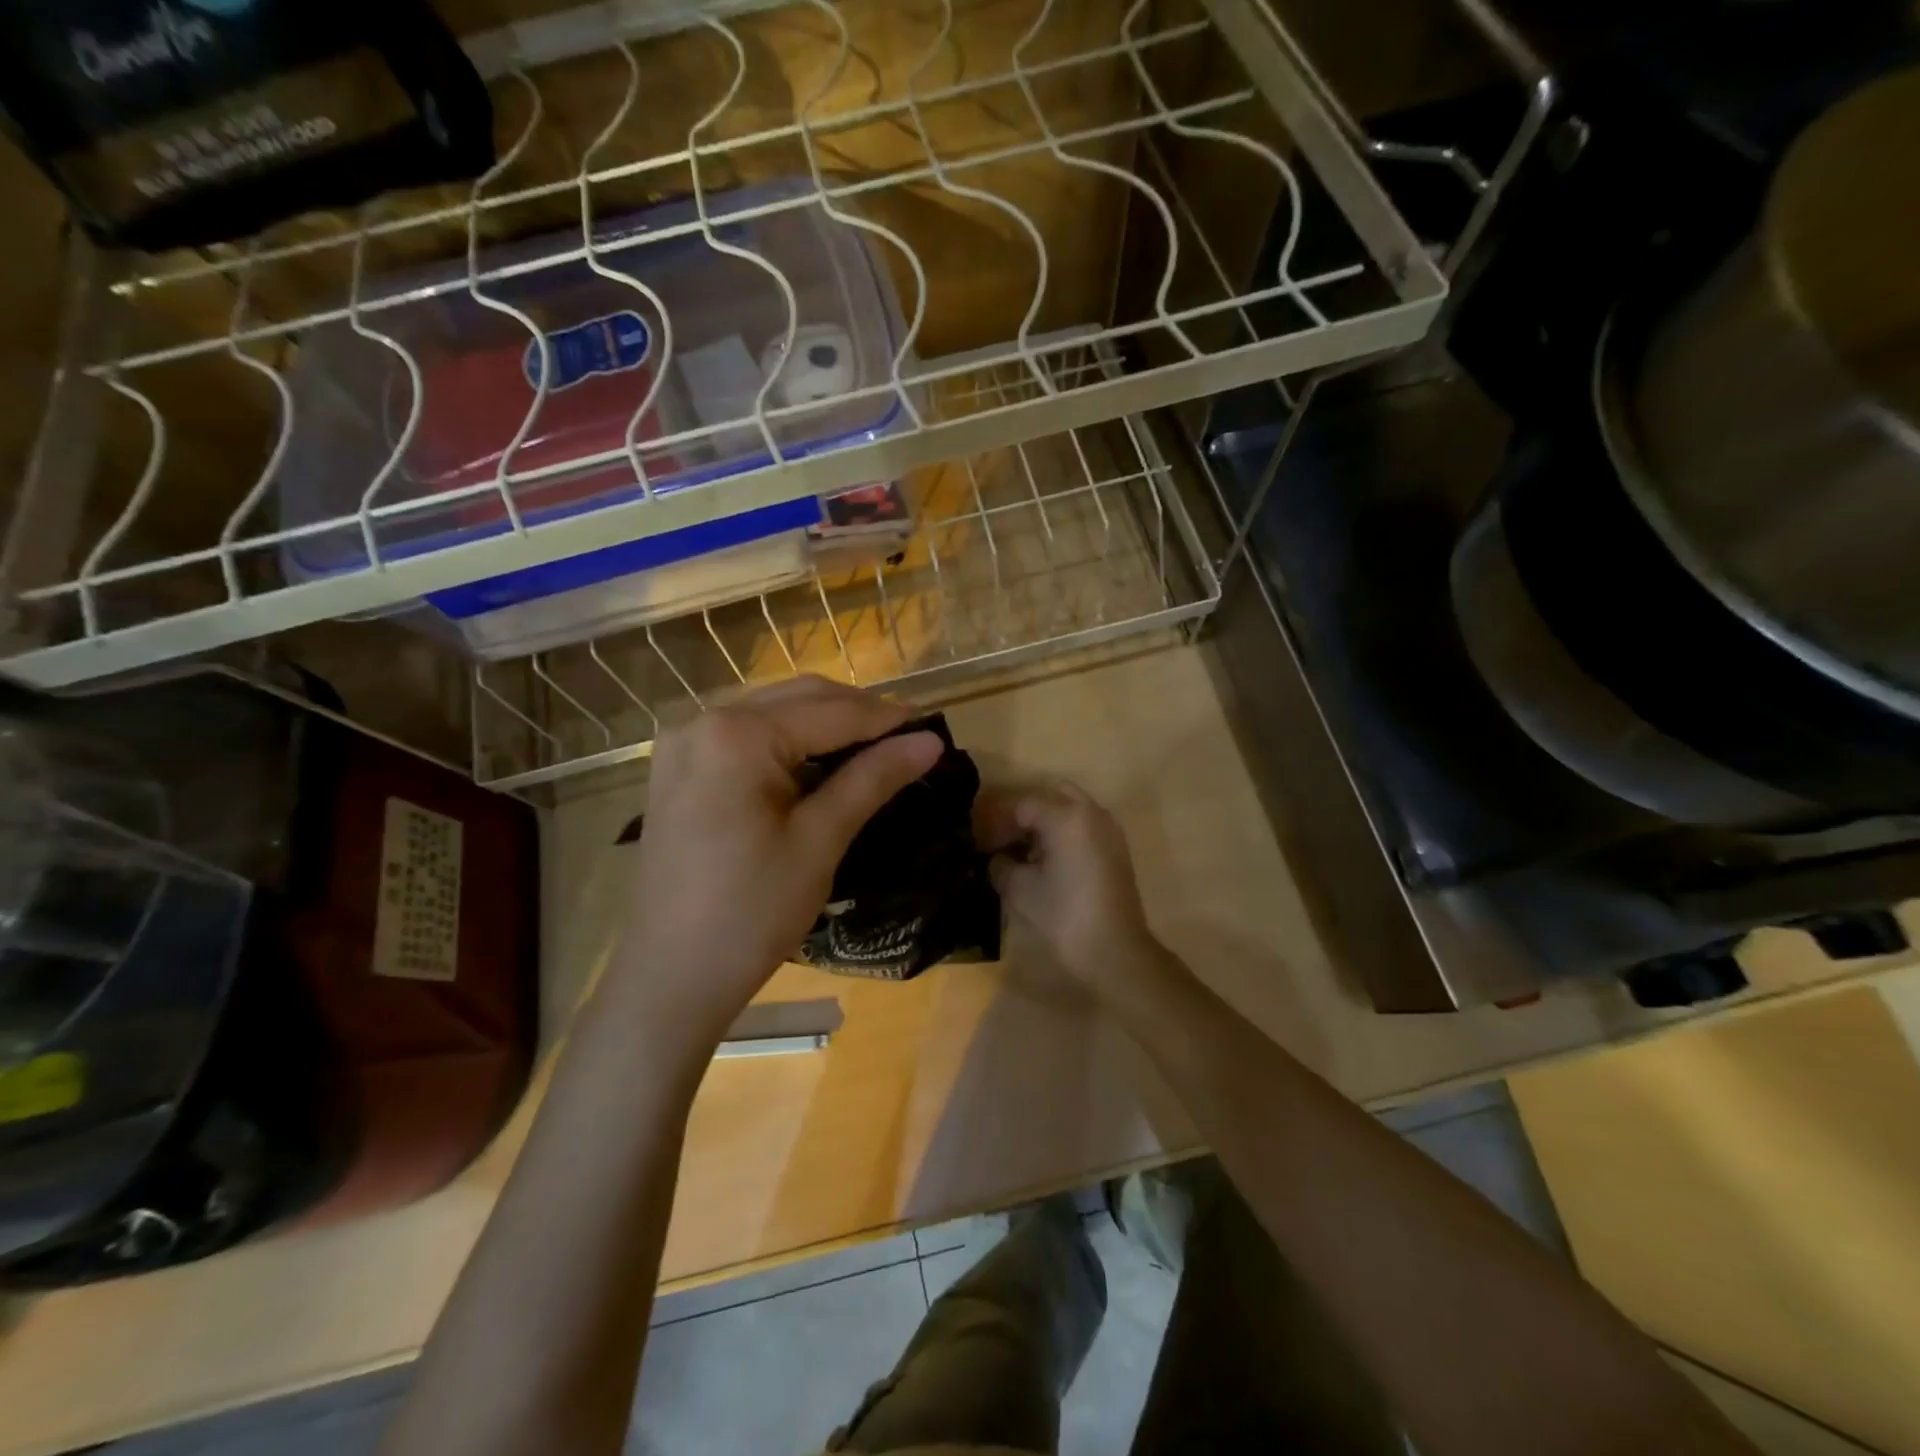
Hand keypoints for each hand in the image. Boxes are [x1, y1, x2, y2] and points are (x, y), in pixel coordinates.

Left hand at [613, 678, 942, 1044]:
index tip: (933, 726)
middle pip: (798, 699)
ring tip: (875, 749)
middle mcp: (702, 720)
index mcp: (736, 734)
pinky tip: (821, 764)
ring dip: (824, 724)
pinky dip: (789, 742)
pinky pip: (746, 736)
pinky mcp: (679, 769)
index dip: (886, 718)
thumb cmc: (751, 913)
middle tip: (909, 738)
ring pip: (772, 713)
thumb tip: (930, 741)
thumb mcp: (820, 841)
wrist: (672, 978)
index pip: (829, 712)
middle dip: (856, 714)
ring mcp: (683, 743)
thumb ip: (873, 779)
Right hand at [974, 781, 1164, 1005]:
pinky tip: (1045, 859)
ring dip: (1044, 820)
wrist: (1115, 951)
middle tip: (1002, 837)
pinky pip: (1084, 824)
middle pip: (1049, 794)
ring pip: (1069, 807)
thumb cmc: (1063, 916)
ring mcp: (1108, 829)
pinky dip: (1062, 831)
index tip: (980, 843)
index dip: (996, 821)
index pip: (1022, 804)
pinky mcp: (1116, 848)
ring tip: (1022, 850)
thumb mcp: (1019, 889)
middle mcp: (1091, 812)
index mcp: (1066, 816)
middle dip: (1023, 812)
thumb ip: (1001, 864)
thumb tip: (997, 858)